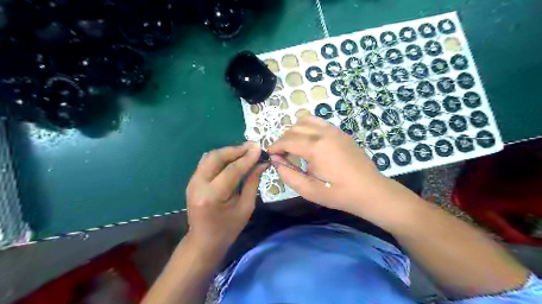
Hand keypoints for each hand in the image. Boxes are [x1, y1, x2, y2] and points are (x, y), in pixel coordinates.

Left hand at [185, 143, 266, 251]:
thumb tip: (262, 163)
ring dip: (228, 151)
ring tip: (244, 151)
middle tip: (252, 147)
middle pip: (216, 157)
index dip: (247, 158)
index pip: (232, 170)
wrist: (203, 241)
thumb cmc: (228, 228)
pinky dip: (221, 157)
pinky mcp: (192, 181)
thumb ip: (252, 182)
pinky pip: (207, 162)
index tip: (259, 148)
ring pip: (210, 156)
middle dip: (236, 150)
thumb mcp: (246, 207)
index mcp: (212, 196)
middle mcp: (198, 185)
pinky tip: (233, 158)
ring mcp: (192, 182)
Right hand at [269, 117, 396, 218]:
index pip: (287, 140)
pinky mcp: (341, 132)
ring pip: (306, 121)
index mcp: (315, 147)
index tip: (271, 156)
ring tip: (294, 147)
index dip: (275, 147)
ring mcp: (334, 130)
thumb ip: (287, 173)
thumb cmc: (337, 193)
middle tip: (282, 155)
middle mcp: (324, 133)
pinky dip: (308, 128)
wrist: (369, 190)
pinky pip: (319, 123)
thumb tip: (276, 160)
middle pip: (294, 128)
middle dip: (283, 140)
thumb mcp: (308, 189)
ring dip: (295, 131)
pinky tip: (310, 143)